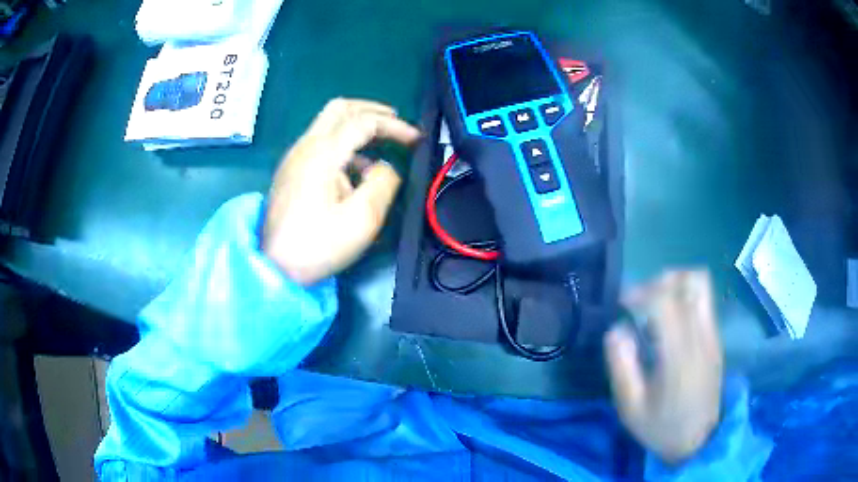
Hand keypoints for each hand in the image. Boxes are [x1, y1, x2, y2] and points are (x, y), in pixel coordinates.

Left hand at [262, 98, 420, 284]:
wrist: (273, 267)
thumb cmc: (317, 246)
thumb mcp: (361, 220)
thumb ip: (382, 184)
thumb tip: (385, 167)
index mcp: (322, 154)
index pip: (363, 122)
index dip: (394, 126)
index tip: (415, 139)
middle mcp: (305, 147)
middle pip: (340, 108)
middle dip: (371, 110)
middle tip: (395, 123)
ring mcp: (294, 158)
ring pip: (328, 123)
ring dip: (356, 126)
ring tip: (380, 148)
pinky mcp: (290, 171)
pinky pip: (320, 143)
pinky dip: (342, 144)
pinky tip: (354, 172)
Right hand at [605, 270, 722, 463]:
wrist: (700, 440)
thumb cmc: (662, 427)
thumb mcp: (631, 408)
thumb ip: (621, 367)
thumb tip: (616, 330)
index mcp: (679, 356)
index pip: (665, 301)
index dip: (641, 292)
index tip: (623, 304)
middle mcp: (701, 336)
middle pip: (689, 281)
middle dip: (659, 281)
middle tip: (640, 302)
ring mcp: (712, 335)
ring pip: (701, 284)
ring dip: (675, 284)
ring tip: (656, 305)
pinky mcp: (716, 338)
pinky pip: (704, 300)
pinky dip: (684, 297)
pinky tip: (670, 322)